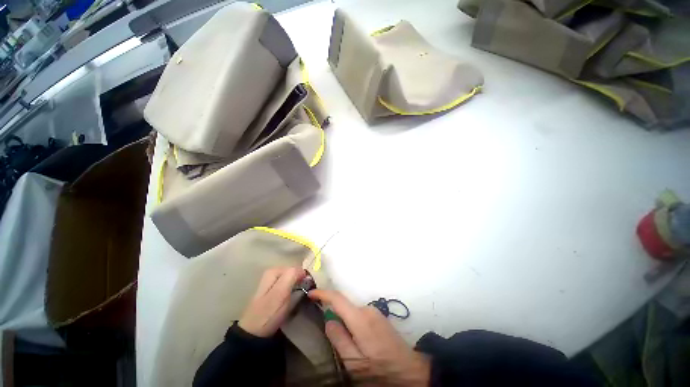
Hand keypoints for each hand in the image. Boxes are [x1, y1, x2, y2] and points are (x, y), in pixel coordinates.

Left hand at [239, 267, 305, 336]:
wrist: (254, 335)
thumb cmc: (268, 313)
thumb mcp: (280, 292)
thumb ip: (291, 275)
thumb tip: (304, 270)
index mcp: (274, 270)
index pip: (298, 268)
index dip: (304, 277)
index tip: (310, 287)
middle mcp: (274, 274)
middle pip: (295, 274)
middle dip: (302, 282)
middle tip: (306, 293)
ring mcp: (274, 284)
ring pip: (293, 281)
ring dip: (299, 289)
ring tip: (302, 298)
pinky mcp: (275, 294)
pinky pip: (290, 288)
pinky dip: (295, 294)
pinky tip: (295, 301)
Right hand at [309, 290, 429, 385]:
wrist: (409, 370)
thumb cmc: (379, 368)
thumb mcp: (354, 362)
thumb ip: (339, 339)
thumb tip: (328, 320)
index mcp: (360, 318)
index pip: (338, 298)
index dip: (323, 293)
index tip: (311, 293)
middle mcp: (367, 309)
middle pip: (345, 306)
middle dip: (334, 314)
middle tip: (331, 334)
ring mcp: (375, 311)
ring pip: (352, 311)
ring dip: (345, 321)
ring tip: (347, 342)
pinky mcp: (379, 316)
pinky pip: (360, 314)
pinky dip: (353, 322)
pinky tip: (358, 340)